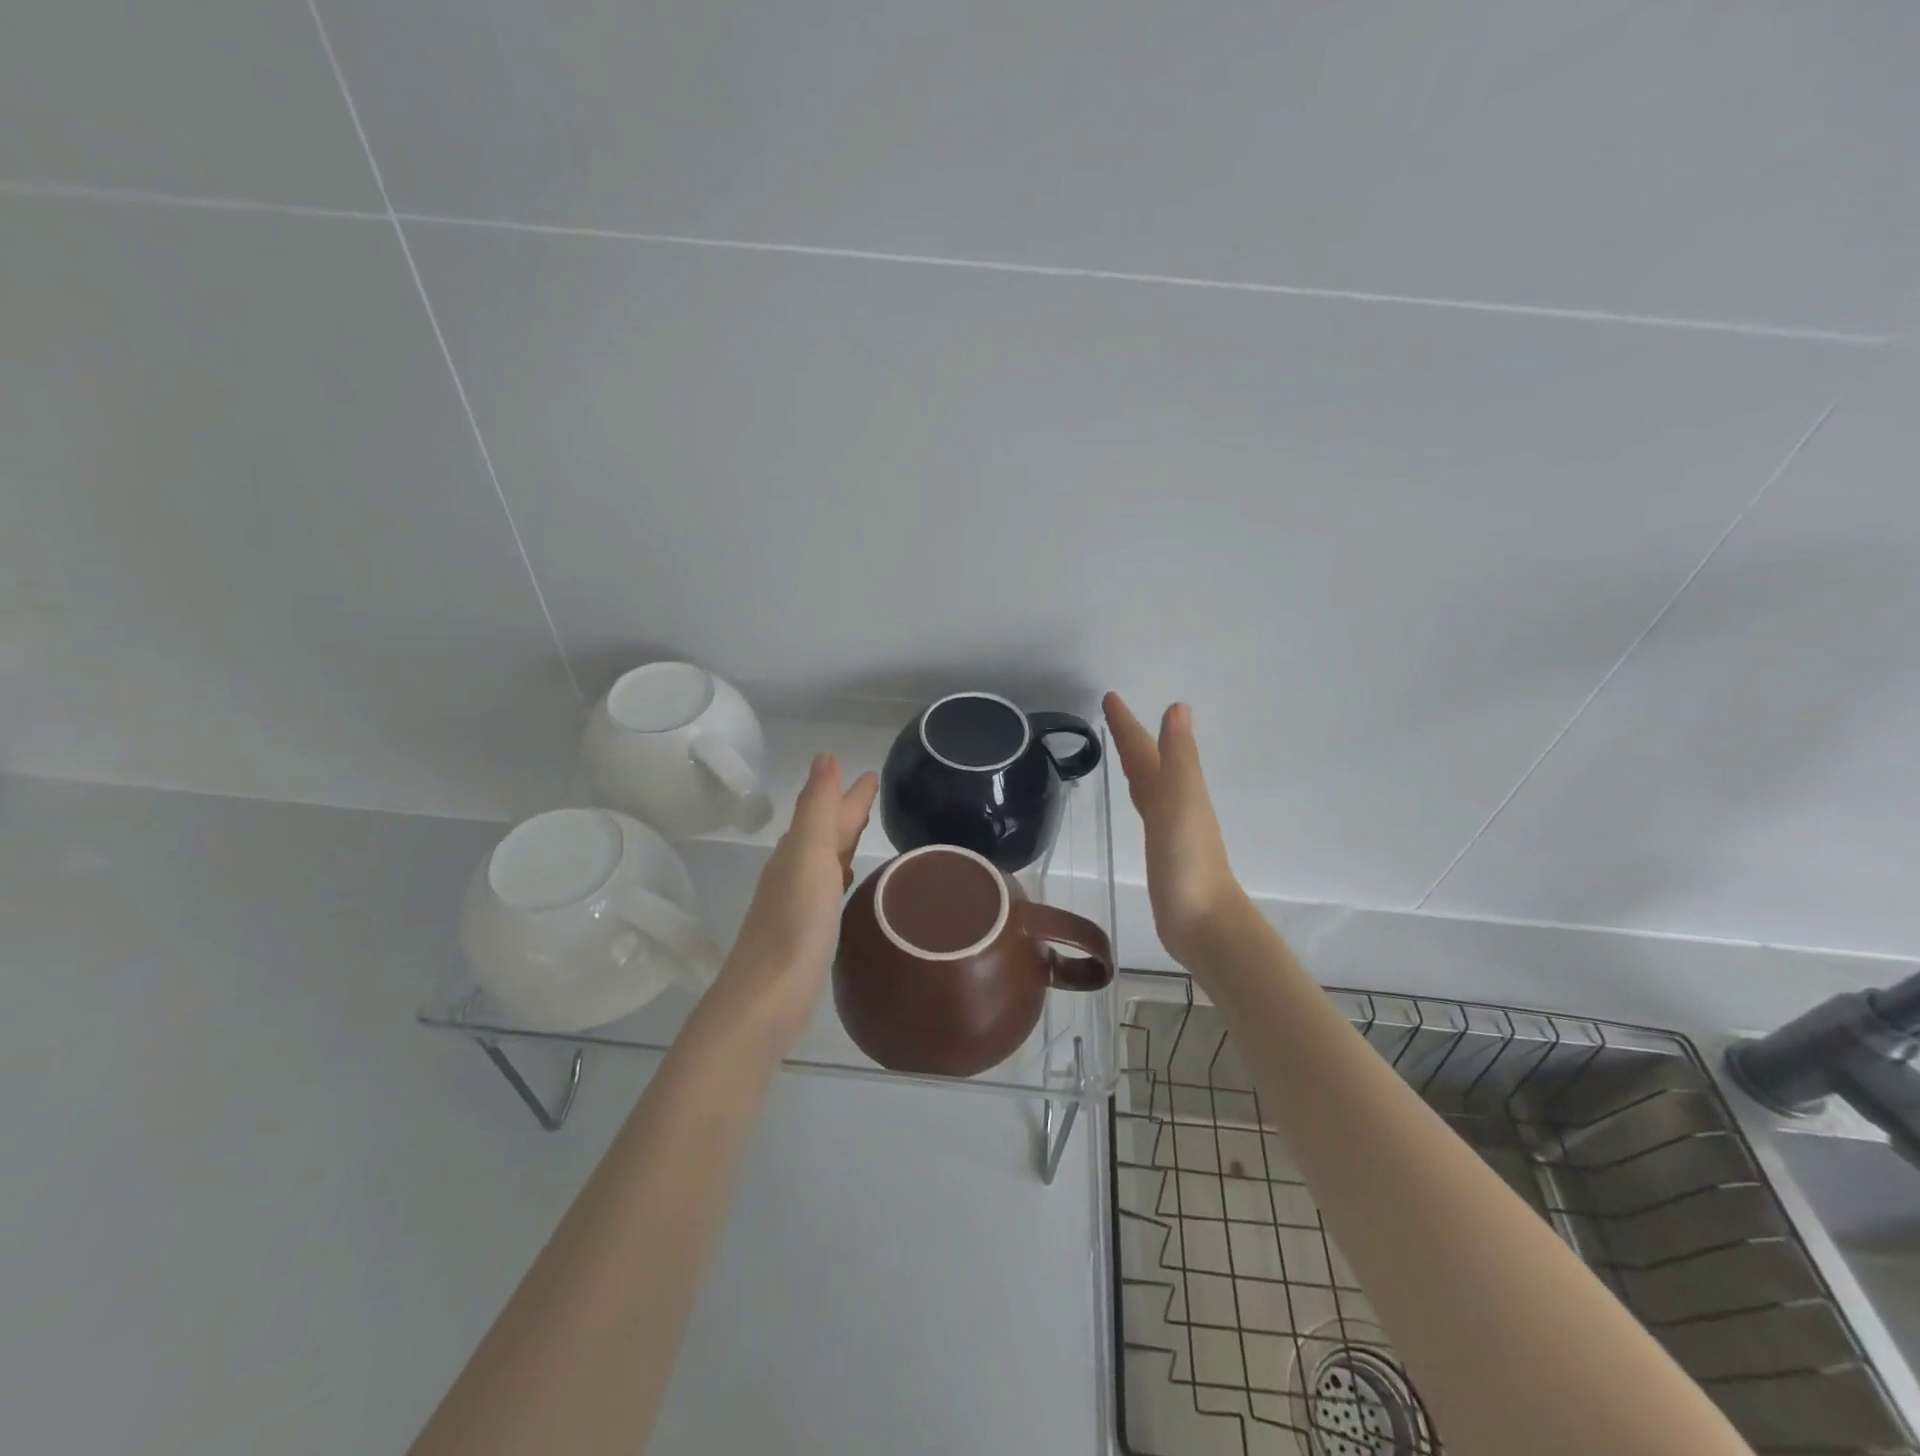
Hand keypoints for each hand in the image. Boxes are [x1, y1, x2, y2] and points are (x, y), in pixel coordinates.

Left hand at [706, 753, 878, 1054]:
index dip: (849, 792)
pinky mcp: (805, 931)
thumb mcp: (809, 855)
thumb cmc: (795, 923)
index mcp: (798, 850)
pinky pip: (826, 888)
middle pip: (824, 832)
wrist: (768, 996)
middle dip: (846, 811)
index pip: (828, 810)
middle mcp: (794, 870)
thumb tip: (825, 756)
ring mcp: (797, 902)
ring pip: (824, 859)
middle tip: (872, 795)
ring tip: (863, 831)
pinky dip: (839, 875)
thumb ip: (818, 808)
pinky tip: (846, 882)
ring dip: (842, 841)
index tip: (871, 774)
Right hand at [1104, 692, 1244, 965]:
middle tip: (1111, 716)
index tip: (1109, 697)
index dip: (1127, 725)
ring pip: (1148, 786)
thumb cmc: (1188, 860)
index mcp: (1175, 789)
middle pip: (1148, 763)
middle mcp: (1173, 803)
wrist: (1202, 921)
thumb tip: (1177, 707)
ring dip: (1136, 765)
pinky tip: (1139, 803)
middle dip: (1131, 738)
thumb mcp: (1180, 801)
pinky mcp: (1161, 853)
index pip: (1145, 749)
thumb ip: (1178, 757)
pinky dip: (1140, 797)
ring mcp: (1169, 829)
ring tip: (1122, 752)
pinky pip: (1147, 812)